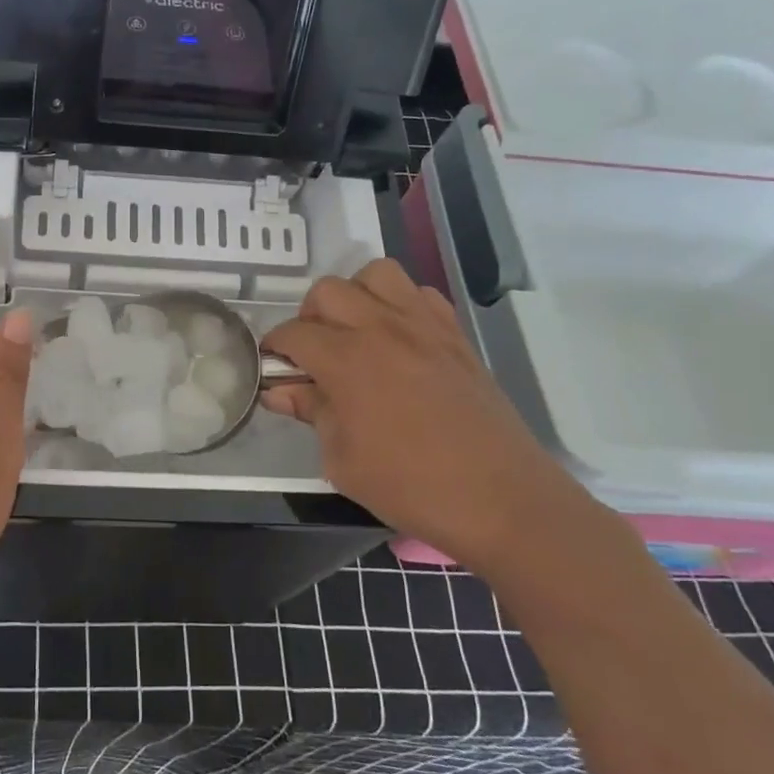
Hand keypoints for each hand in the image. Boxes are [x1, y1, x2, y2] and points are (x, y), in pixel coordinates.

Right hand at [259, 260, 587, 572]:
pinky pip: (421, 293)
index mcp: (347, 360)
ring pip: (376, 274)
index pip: (293, 334)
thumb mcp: (342, 460)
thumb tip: (280, 391)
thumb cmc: (411, 485)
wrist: (500, 498)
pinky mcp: (455, 335)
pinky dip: (400, 303)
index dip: (274, 348)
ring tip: (355, 331)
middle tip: (313, 352)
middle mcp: (382, 329)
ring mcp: (423, 326)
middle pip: (328, 291)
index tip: (272, 367)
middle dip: (309, 316)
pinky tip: (399, 338)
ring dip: (356, 295)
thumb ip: (311, 413)